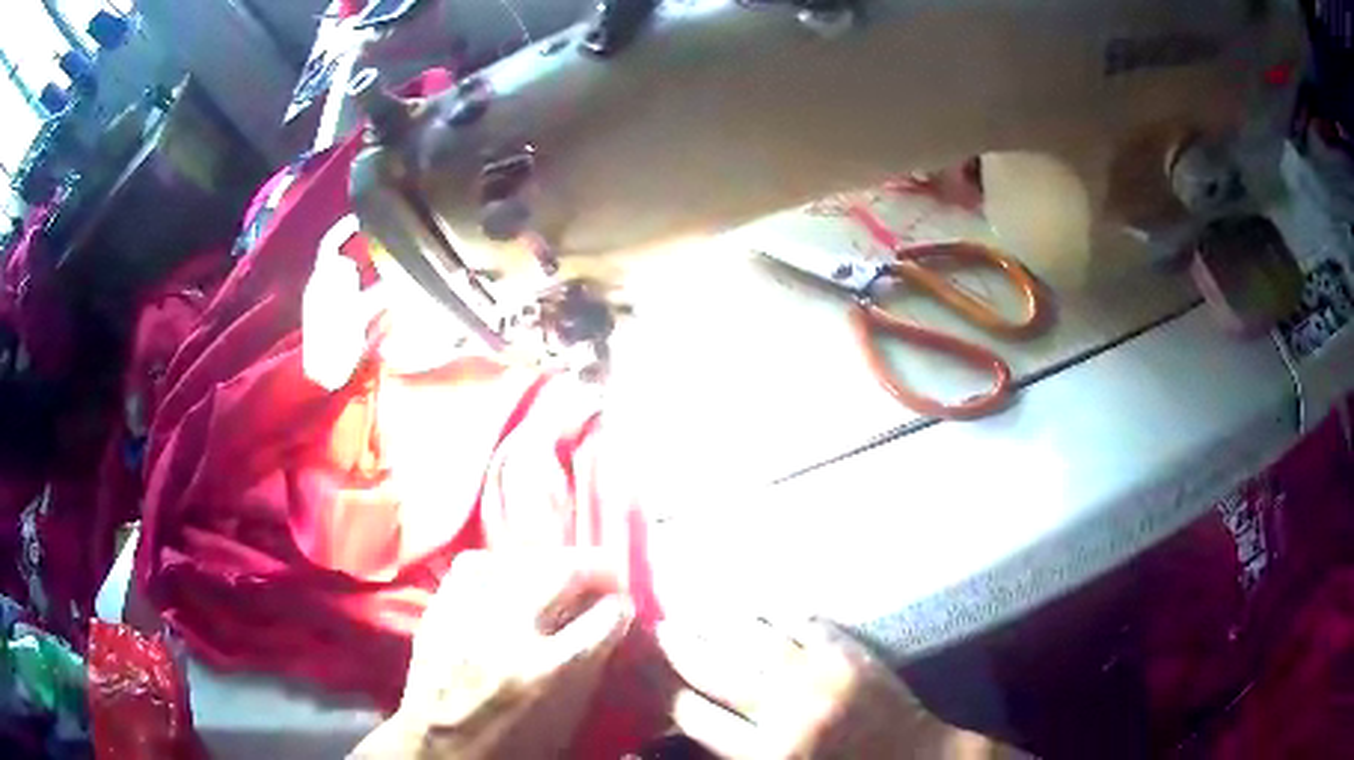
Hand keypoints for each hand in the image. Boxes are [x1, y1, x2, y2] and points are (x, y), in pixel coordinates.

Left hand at [350, 550, 633, 759]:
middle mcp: (508, 632)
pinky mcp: (438, 608)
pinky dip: (500, 563)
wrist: (437, 747)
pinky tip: (509, 572)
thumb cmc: (510, 746)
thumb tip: (609, 626)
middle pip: (563, 572)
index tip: (621, 607)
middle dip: (595, 567)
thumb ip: (590, 670)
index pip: (603, 617)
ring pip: (518, 559)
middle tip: (604, 575)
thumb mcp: (565, 722)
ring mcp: (467, 614)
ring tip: (560, 570)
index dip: (620, 607)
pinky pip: (473, 564)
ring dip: (550, 561)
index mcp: (547, 671)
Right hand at [656, 617, 977, 758]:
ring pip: (756, 640)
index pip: (696, 717)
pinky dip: (777, 612)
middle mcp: (788, 712)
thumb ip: (734, 753)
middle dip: (682, 649)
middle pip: (718, 672)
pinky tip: (759, 605)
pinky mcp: (852, 655)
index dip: (667, 693)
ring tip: (696, 608)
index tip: (650, 675)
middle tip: (661, 629)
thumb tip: (683, 727)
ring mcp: (822, 677)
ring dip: (721, 622)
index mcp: (768, 755)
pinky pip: (806, 625)